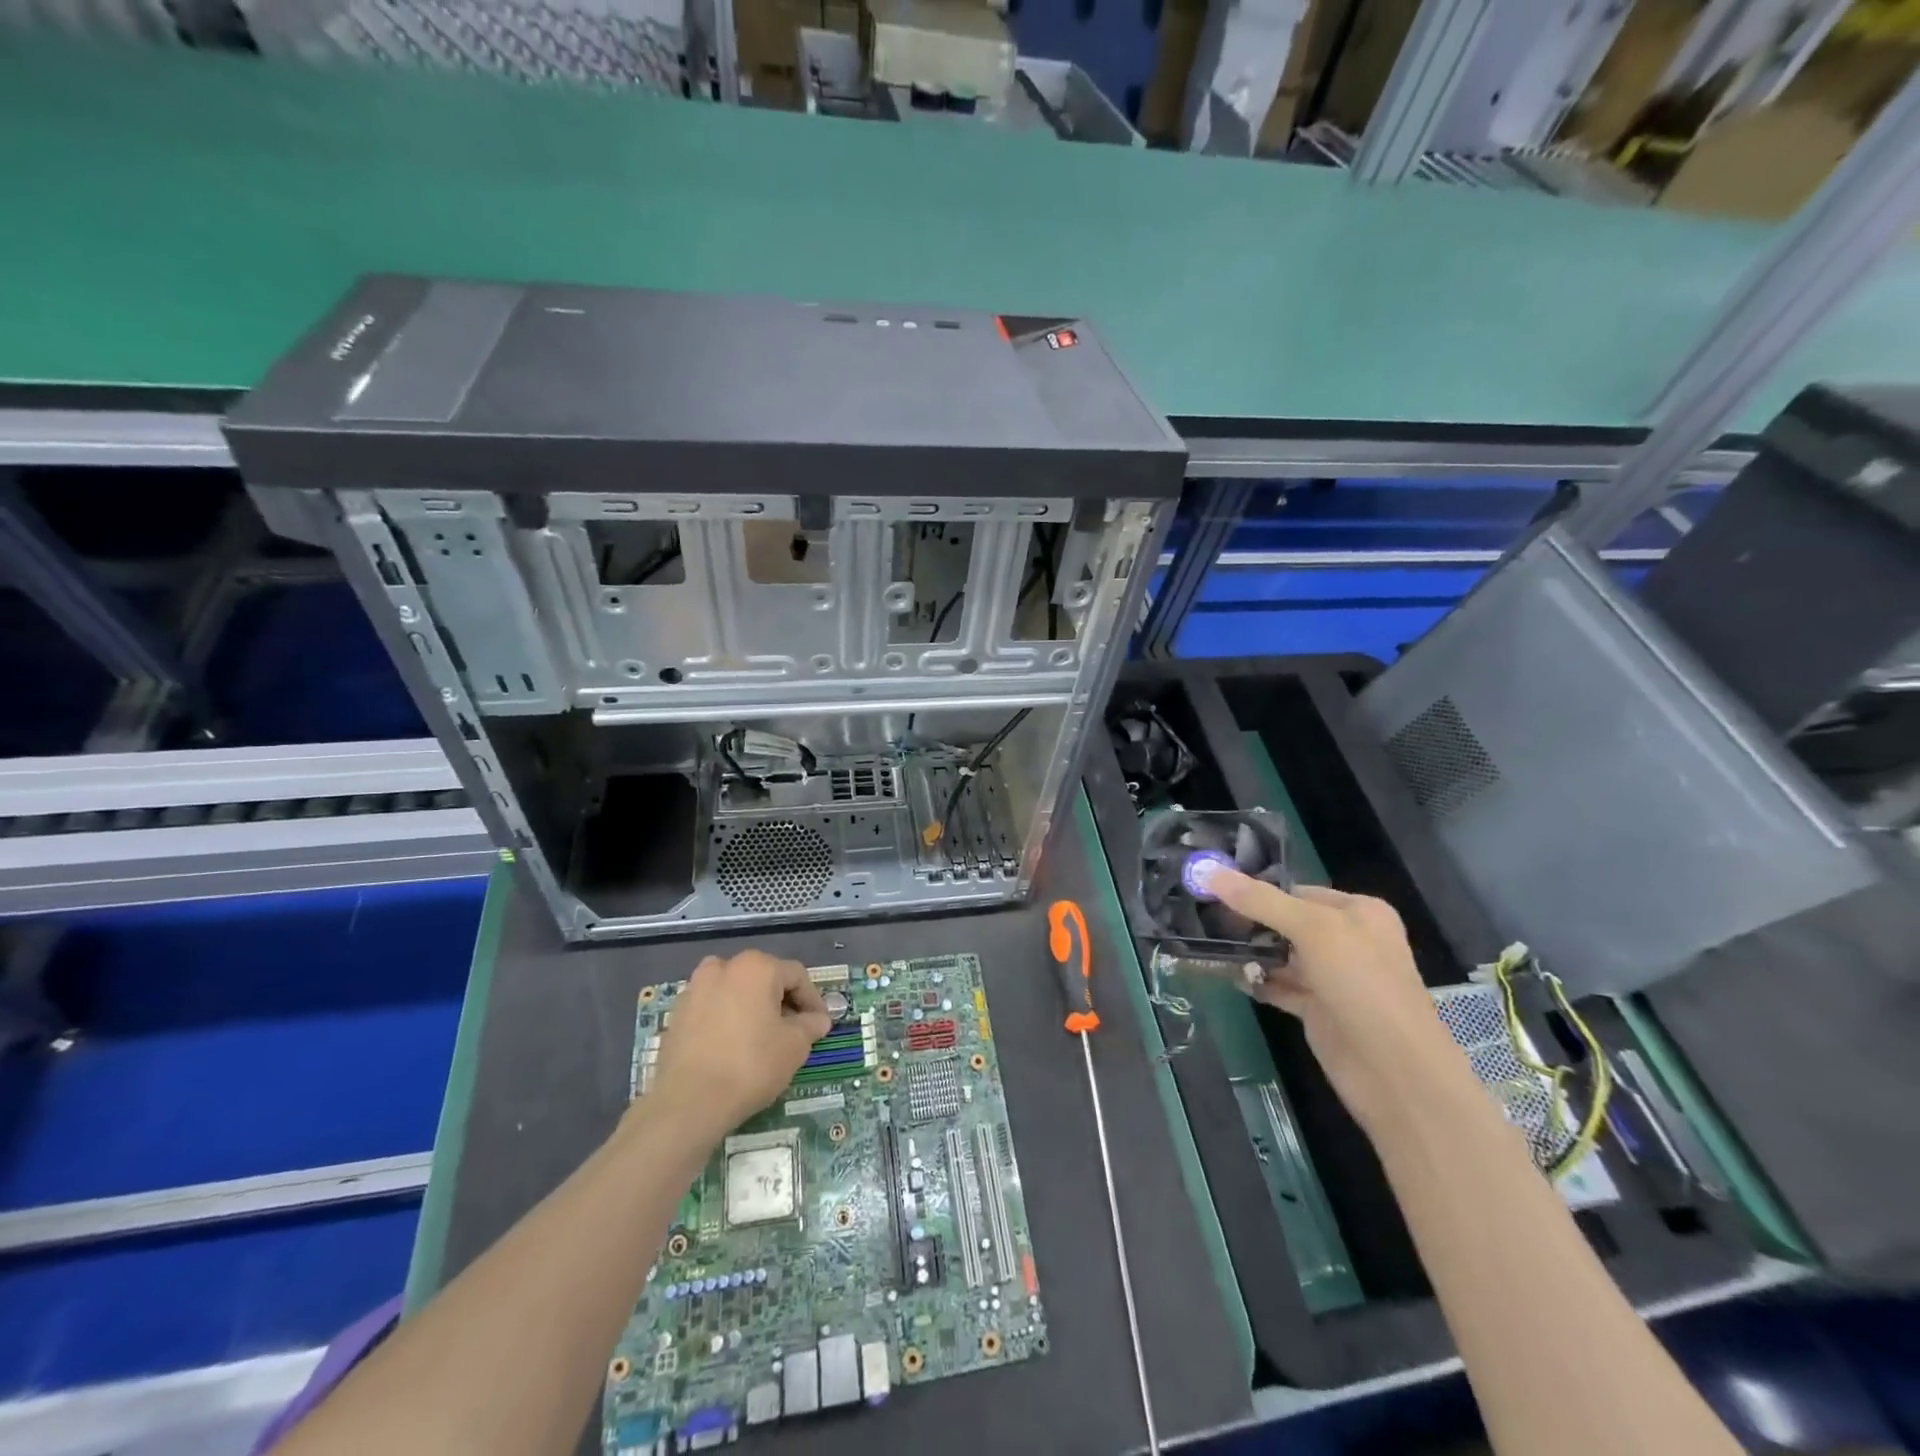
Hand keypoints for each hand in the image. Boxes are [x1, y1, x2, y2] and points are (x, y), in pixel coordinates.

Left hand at [647, 951, 831, 1139]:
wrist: (689, 1102)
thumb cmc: (751, 1065)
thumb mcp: (795, 1046)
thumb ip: (810, 1026)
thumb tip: (818, 1020)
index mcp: (756, 967)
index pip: (796, 976)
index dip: (813, 1000)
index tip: (819, 1025)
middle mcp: (723, 967)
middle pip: (764, 978)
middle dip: (782, 1002)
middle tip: (793, 1031)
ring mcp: (695, 989)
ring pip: (735, 991)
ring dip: (752, 1007)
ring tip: (761, 1036)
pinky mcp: (677, 1014)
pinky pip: (712, 1008)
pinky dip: (726, 1019)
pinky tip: (732, 1047)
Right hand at [1208, 871, 1475, 1135]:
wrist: (1396, 1072)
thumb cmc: (1361, 984)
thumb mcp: (1312, 930)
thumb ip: (1259, 900)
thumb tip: (1208, 870)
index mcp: (1359, 912)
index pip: (1298, 891)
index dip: (1258, 892)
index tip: (1212, 893)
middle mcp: (1348, 941)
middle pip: (1287, 923)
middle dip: (1249, 923)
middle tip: (1204, 920)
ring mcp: (1334, 978)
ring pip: (1282, 956)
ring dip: (1249, 954)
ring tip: (1207, 947)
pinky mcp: (1319, 1010)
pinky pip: (1280, 987)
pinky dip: (1256, 982)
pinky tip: (1226, 976)